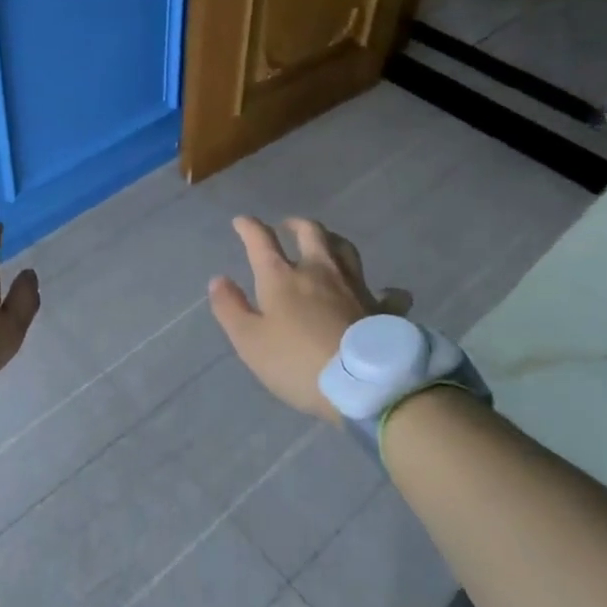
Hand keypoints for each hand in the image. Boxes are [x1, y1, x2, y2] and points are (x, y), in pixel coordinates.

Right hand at [209, 216, 402, 422]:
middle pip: (311, 232)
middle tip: (288, 226)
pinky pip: (387, 293)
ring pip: (345, 249)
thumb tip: (219, 279)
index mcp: (282, 276)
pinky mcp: (382, 308)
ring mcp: (355, 286)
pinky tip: (385, 293)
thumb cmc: (297, 362)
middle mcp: (319, 270)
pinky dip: (384, 290)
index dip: (249, 227)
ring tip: (327, 244)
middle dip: (296, 224)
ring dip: (333, 241)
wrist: (363, 384)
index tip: (241, 222)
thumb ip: (231, 308)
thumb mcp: (250, 341)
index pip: (261, 240)